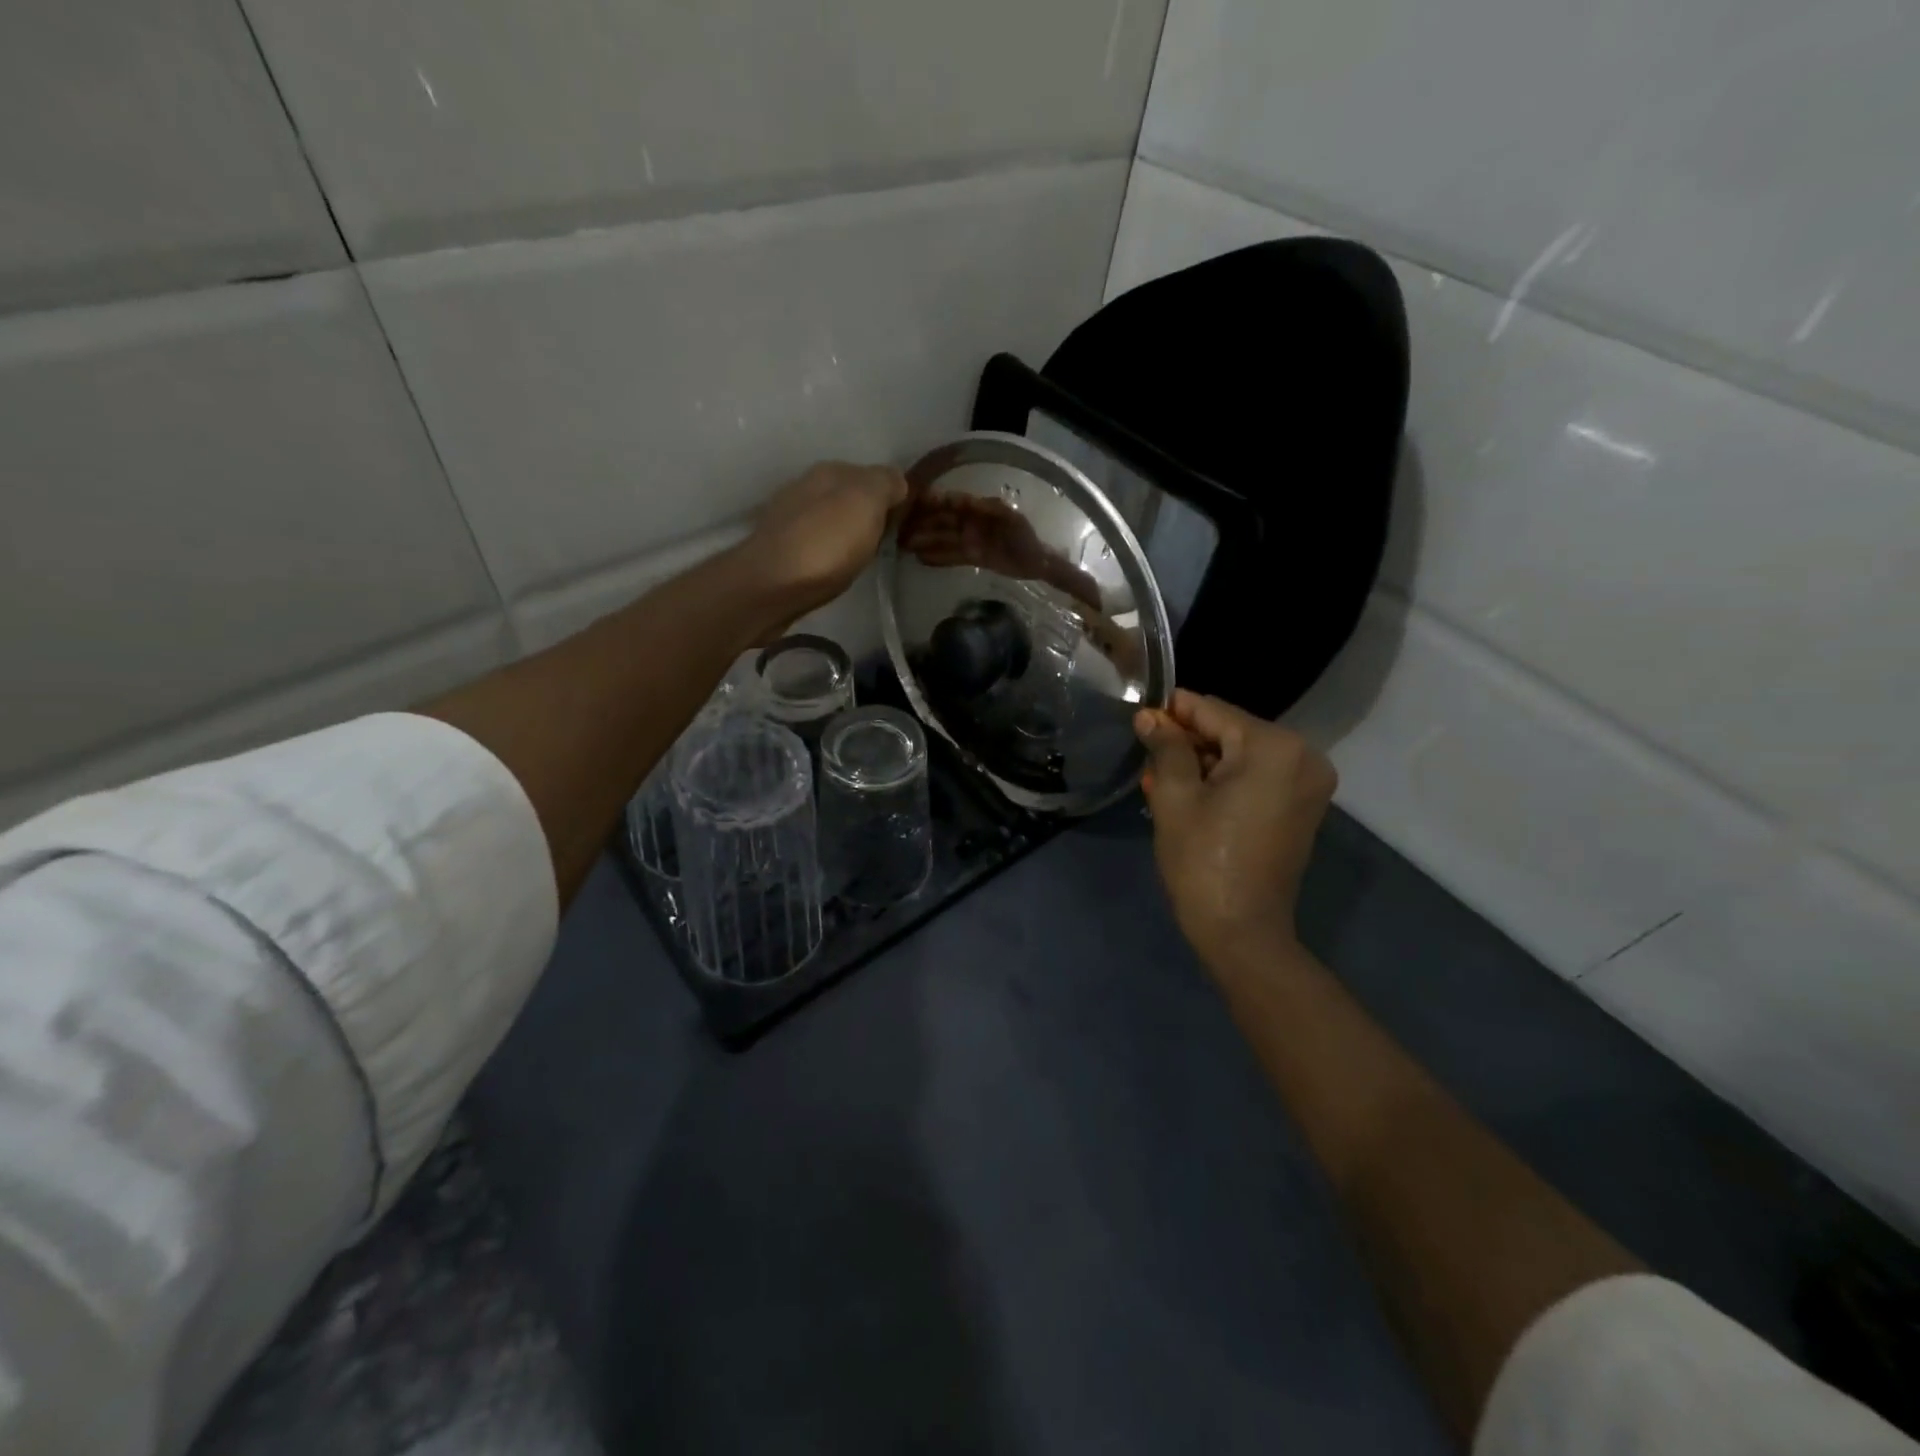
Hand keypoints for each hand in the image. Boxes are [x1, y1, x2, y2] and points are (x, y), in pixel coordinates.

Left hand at [740, 461, 909, 615]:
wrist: (769, 587)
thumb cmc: (825, 543)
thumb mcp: (867, 501)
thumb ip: (886, 483)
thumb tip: (897, 482)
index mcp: (831, 471)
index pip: (876, 475)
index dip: (897, 497)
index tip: (914, 524)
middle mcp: (807, 488)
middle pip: (853, 498)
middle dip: (873, 516)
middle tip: (893, 544)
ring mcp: (790, 520)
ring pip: (834, 522)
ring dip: (851, 536)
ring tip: (867, 560)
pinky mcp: (780, 552)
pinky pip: (818, 546)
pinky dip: (832, 554)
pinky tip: (837, 570)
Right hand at [899, 493, 1103, 610]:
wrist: (1040, 570)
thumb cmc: (1044, 563)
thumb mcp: (1053, 567)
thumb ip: (1065, 577)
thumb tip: (1089, 591)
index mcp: (999, 516)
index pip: (972, 506)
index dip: (951, 503)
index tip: (932, 503)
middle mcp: (984, 522)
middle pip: (953, 519)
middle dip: (929, 521)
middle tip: (904, 526)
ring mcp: (975, 536)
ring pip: (947, 534)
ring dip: (926, 537)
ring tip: (902, 543)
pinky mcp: (970, 552)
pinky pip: (950, 552)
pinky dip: (936, 554)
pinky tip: (918, 558)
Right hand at [1134, 690, 1337, 968]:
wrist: (1241, 932)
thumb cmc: (1203, 860)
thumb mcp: (1175, 797)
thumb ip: (1165, 747)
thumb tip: (1150, 717)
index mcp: (1274, 747)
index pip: (1213, 711)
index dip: (1172, 712)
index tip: (1138, 717)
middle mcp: (1302, 756)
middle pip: (1230, 731)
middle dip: (1187, 742)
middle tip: (1146, 757)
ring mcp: (1307, 783)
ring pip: (1241, 755)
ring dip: (1202, 763)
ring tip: (1159, 779)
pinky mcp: (1301, 806)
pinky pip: (1256, 777)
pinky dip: (1224, 781)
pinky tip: (1188, 795)